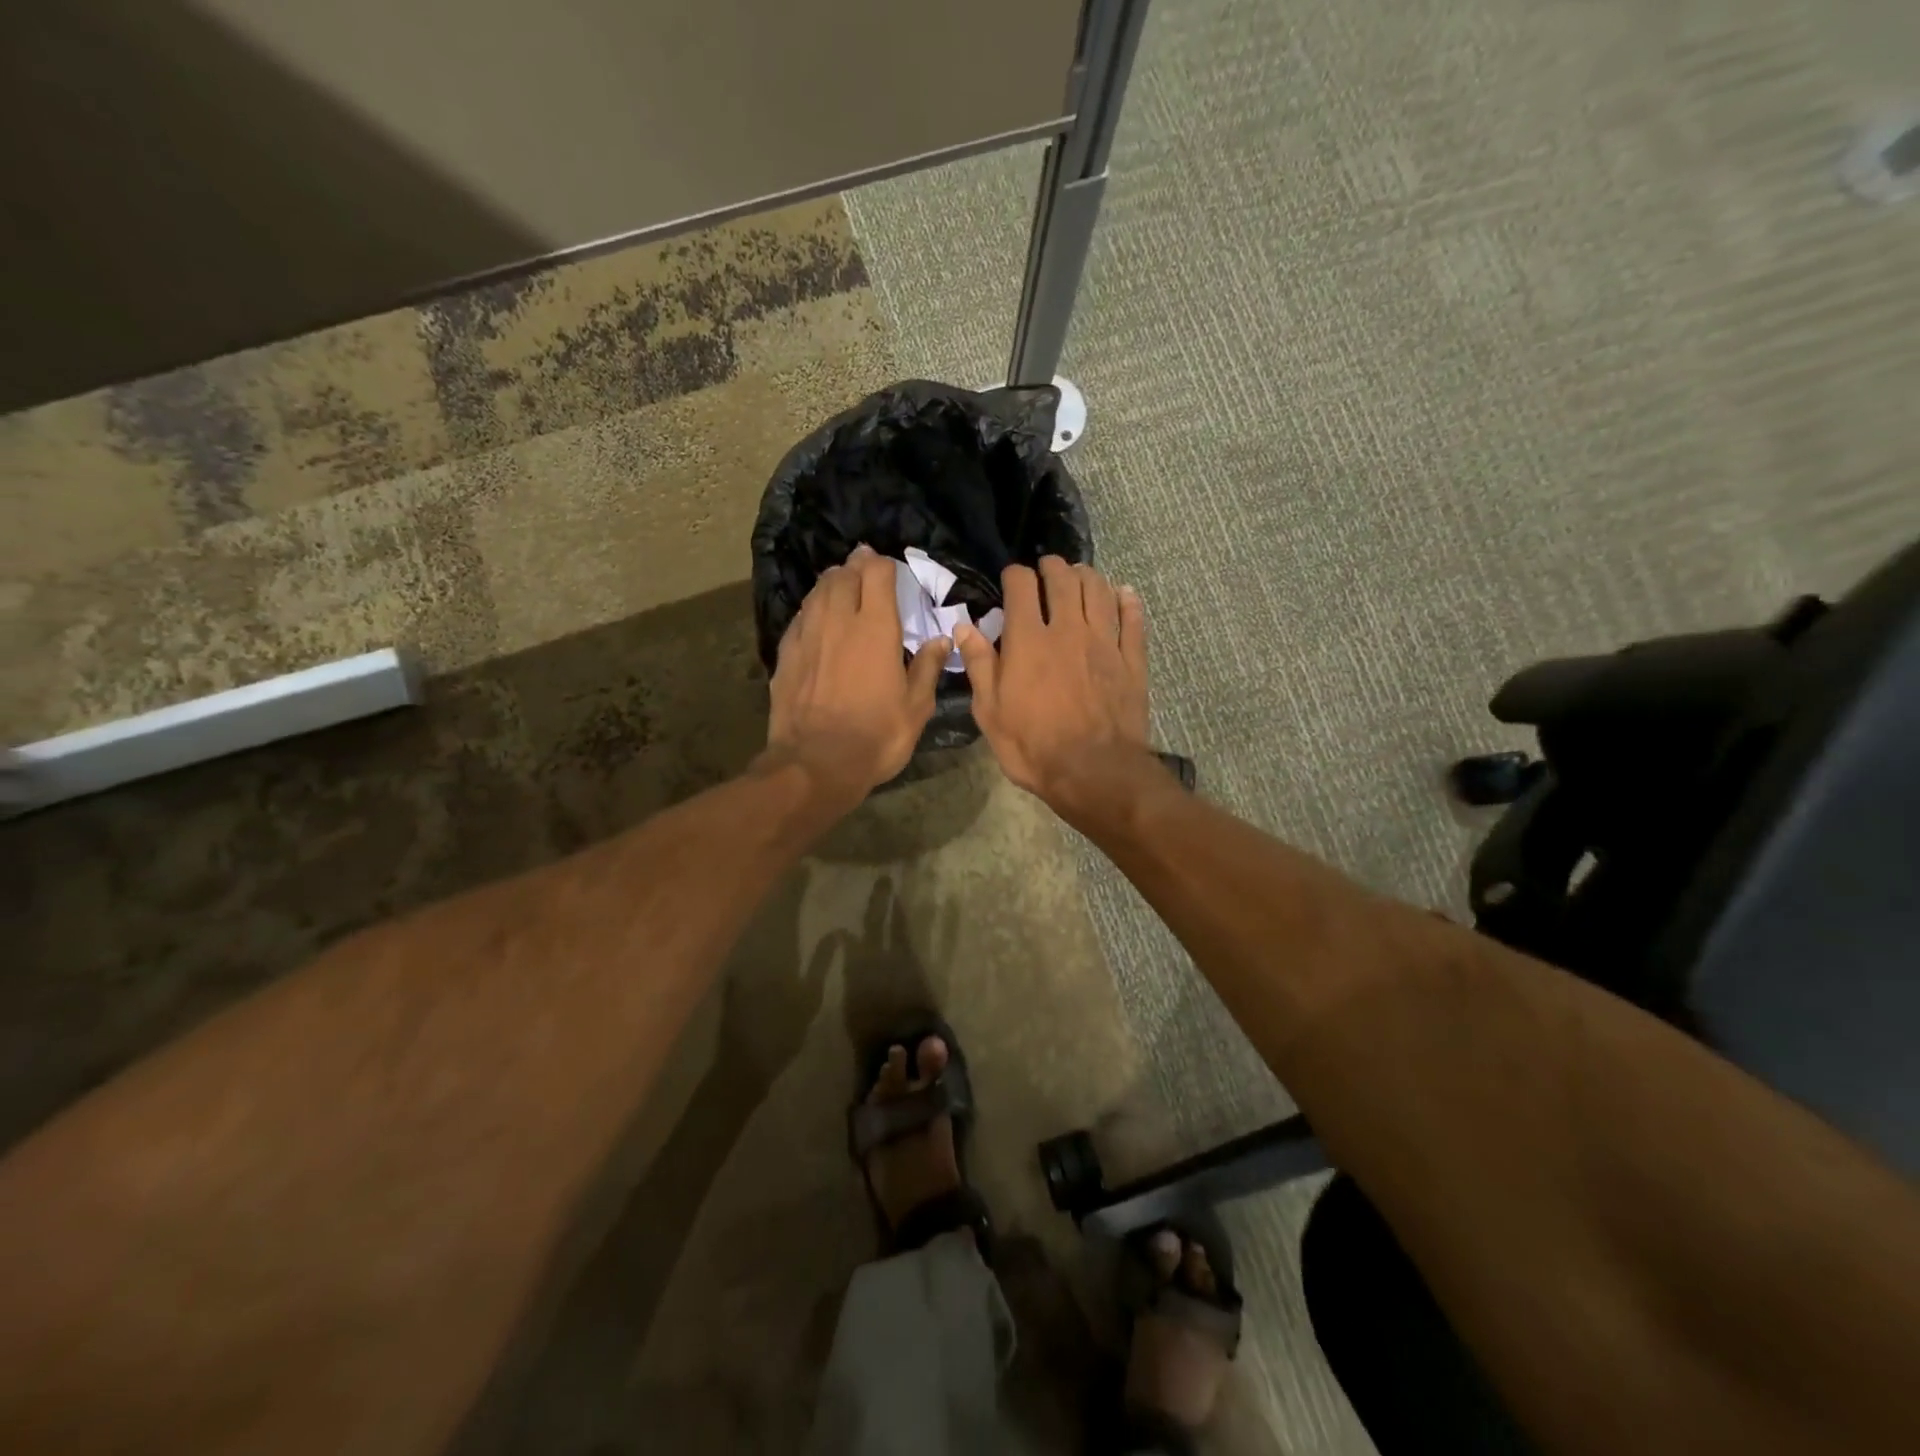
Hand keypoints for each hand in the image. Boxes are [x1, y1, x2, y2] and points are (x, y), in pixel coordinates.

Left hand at [765, 545, 949, 801]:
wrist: (816, 763)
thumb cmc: (876, 736)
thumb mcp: (916, 707)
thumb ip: (928, 668)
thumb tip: (941, 640)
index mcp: (875, 628)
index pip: (877, 574)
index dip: (884, 565)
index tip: (890, 568)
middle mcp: (838, 621)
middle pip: (843, 576)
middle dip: (855, 565)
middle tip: (864, 565)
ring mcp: (807, 636)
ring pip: (817, 592)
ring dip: (831, 582)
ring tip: (840, 581)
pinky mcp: (786, 655)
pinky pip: (800, 617)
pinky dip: (811, 608)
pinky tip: (815, 616)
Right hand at [954, 557, 1152, 813]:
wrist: (1094, 772)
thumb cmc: (1032, 746)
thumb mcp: (991, 712)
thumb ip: (980, 664)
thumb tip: (964, 627)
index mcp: (1028, 640)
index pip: (1021, 585)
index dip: (1015, 575)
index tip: (1011, 579)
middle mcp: (1068, 629)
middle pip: (1063, 579)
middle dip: (1052, 567)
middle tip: (1047, 569)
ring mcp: (1104, 642)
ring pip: (1099, 591)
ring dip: (1087, 576)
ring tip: (1080, 575)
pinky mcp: (1131, 660)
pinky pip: (1132, 620)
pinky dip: (1128, 601)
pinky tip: (1124, 594)